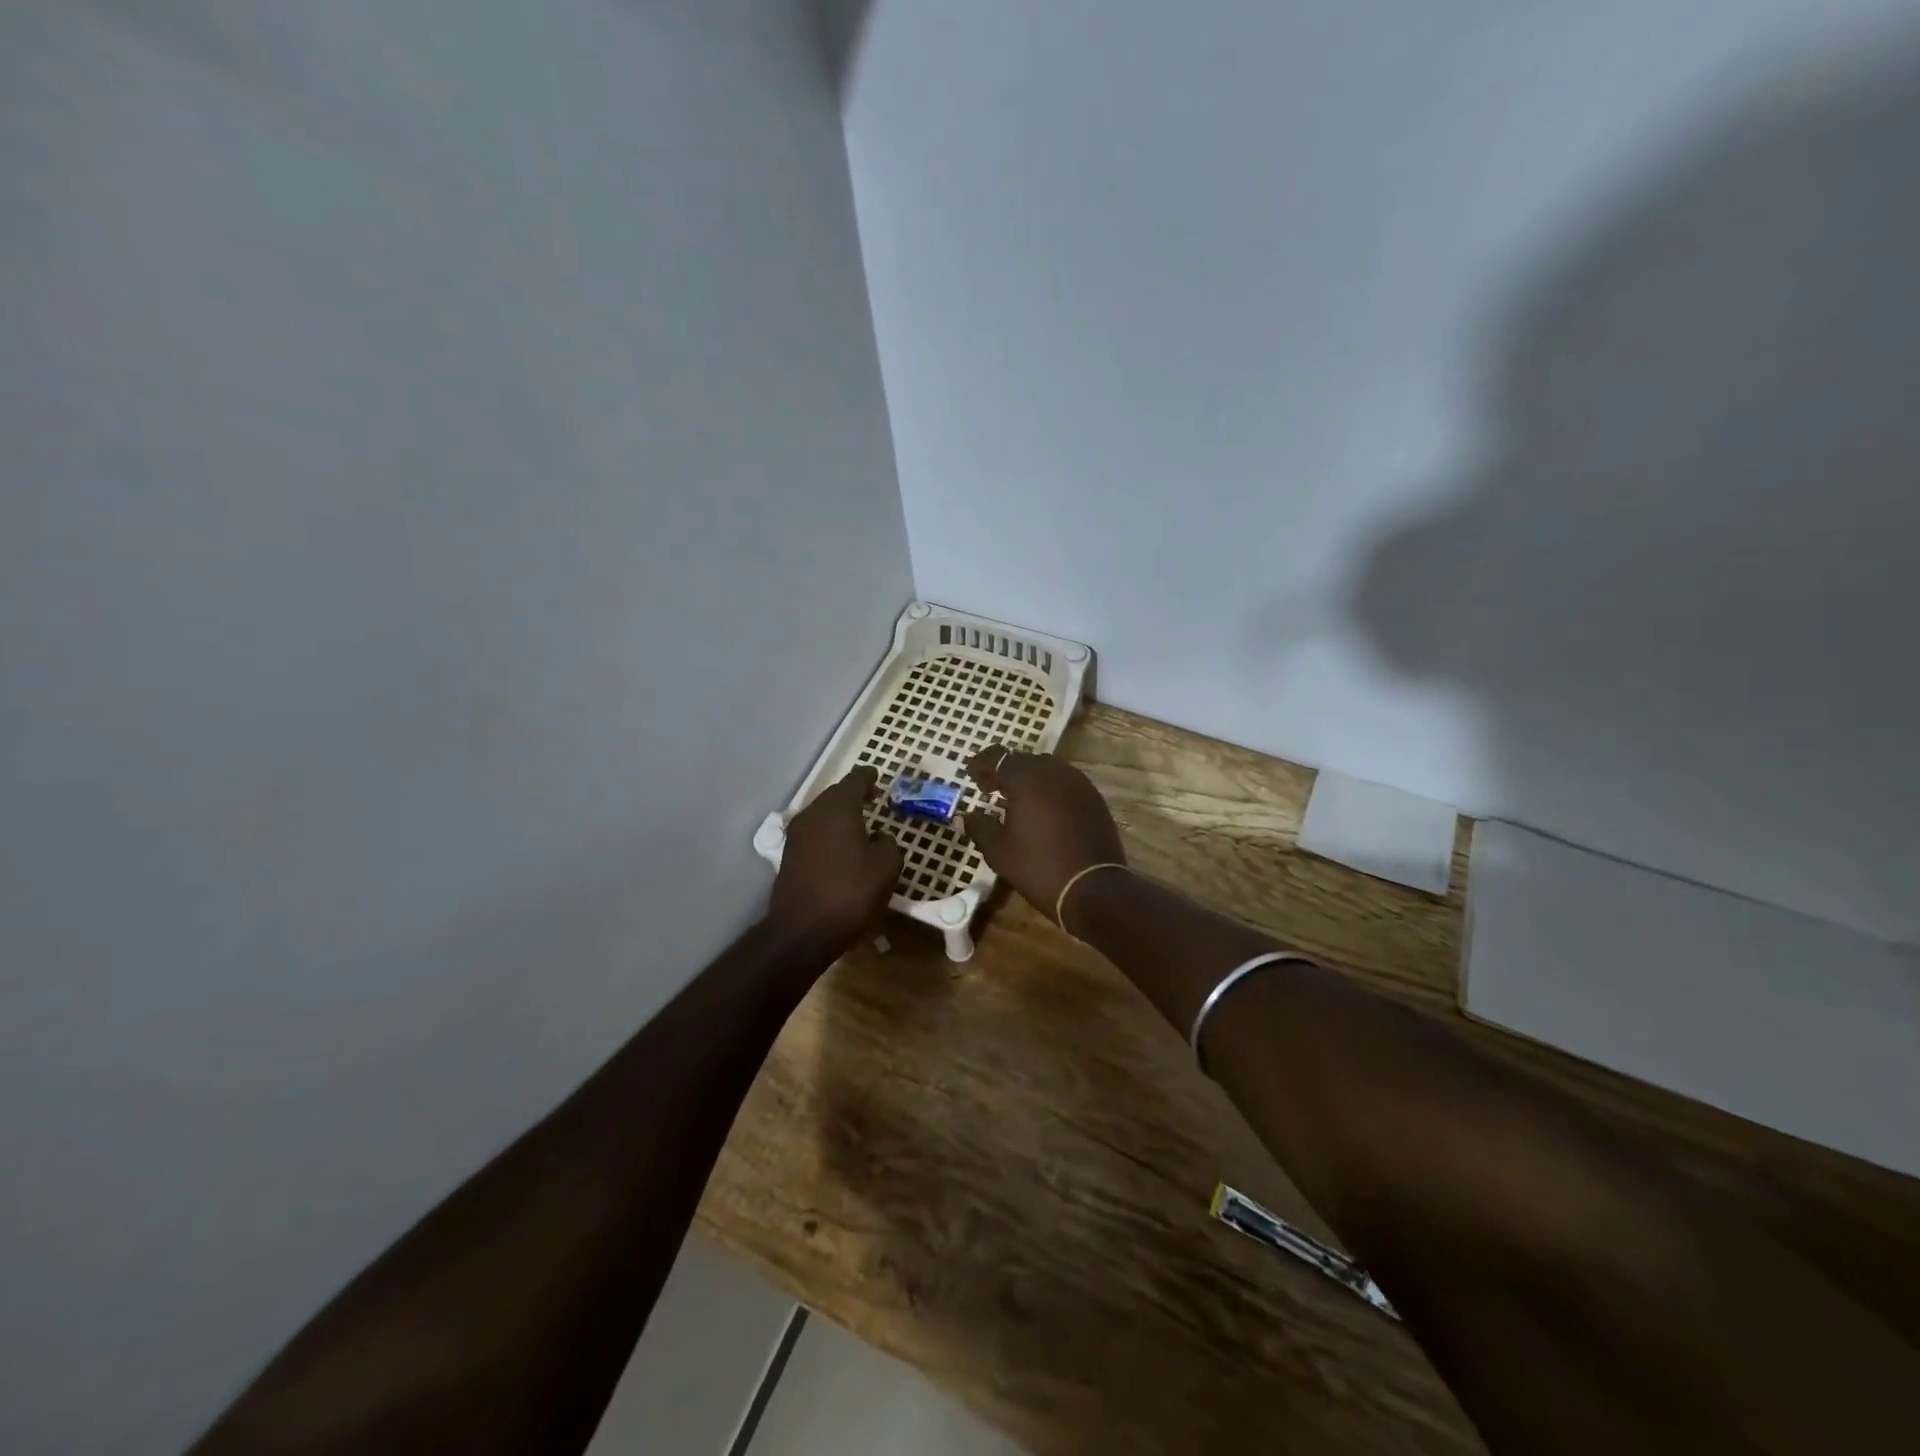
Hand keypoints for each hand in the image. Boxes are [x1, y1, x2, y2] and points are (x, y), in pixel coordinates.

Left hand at [766, 766, 902, 957]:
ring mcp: (797, 835)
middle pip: (835, 795)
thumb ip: (888, 844)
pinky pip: (814, 834)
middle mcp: (813, 814)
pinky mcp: (789, 857)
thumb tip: (879, 838)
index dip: (868, 777)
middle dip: (853, 795)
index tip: (877, 777)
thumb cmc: (850, 893)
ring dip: (839, 816)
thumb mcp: (886, 867)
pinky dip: (829, 834)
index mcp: (838, 808)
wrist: (802, 931)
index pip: (855, 780)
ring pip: (822, 815)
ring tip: (858, 825)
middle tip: (871, 799)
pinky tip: (841, 849)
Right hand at [963, 747, 1125, 924]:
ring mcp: (1078, 784)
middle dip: (1004, 770)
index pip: (998, 757)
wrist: (1093, 888)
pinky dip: (1048, 788)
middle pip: (1023, 760)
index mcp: (1026, 779)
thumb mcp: (999, 851)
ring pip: (1046, 769)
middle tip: (990, 787)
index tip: (971, 774)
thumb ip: (980, 828)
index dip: (982, 763)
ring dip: (1028, 778)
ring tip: (1015, 798)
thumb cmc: (1039, 867)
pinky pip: (1064, 782)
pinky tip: (1042, 808)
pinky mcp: (1093, 798)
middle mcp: (1053, 772)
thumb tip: (964, 817)